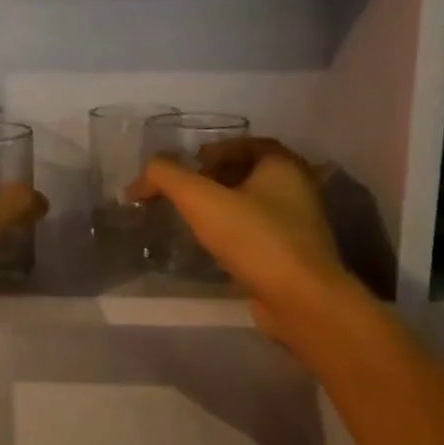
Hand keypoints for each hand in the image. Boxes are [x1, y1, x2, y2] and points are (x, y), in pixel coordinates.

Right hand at [129, 137, 343, 341]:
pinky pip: (258, 233)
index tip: (188, 166)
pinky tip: (213, 246)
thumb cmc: (255, 238)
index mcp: (283, 165)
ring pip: (254, 204)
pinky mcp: (293, 255)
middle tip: (184, 192)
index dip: (214, 150)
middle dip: (214, 178)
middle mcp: (297, 189)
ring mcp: (298, 224)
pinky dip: (234, 232)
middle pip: (249, 173)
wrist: (300, 300)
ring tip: (192, 218)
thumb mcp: (201, 200)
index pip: (246, 144)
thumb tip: (143, 175)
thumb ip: (167, 178)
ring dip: (224, 207)